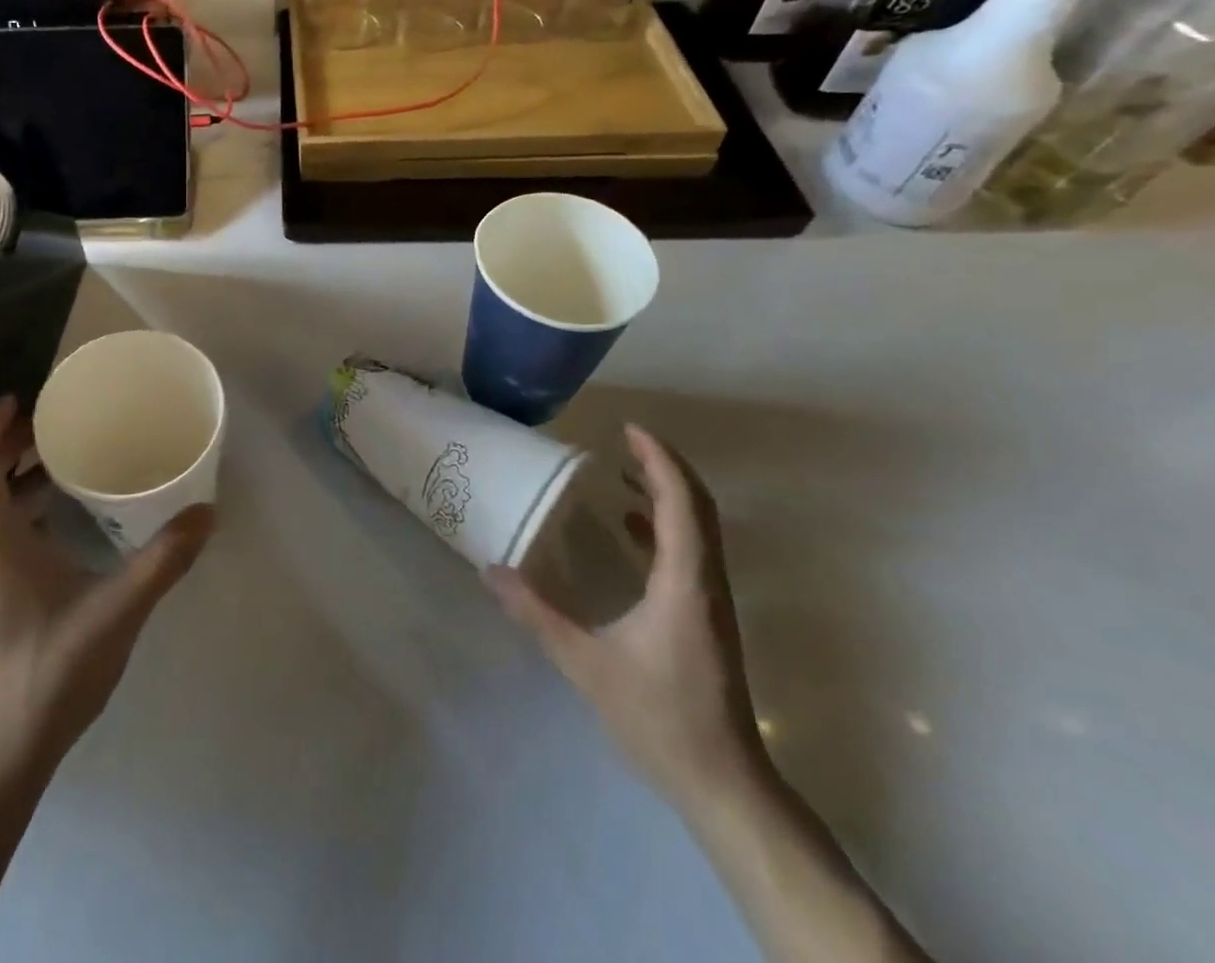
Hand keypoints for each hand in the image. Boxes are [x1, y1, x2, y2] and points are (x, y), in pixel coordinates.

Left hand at [0, 396, 214, 770]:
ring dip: (9, 481)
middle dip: (8, 446)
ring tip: (57, 466)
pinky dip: (9, 513)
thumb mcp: (115, 611)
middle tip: (54, 426)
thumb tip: (207, 513)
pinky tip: (50, 528)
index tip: (25, 397)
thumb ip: (162, 559)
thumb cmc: (46, 674)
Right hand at [487, 425, 765, 808]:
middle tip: (623, 439)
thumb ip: (536, 614)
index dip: (658, 459)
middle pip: (697, 506)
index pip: (681, 503)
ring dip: (666, 492)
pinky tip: (629, 529)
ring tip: (622, 472)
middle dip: (663, 466)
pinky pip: (691, 550)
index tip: (628, 429)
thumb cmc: (659, 718)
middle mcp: (707, 581)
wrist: (724, 785)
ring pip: (699, 527)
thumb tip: (490, 570)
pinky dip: (665, 524)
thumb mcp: (586, 665)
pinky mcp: (707, 616)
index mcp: (685, 582)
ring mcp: (712, 600)